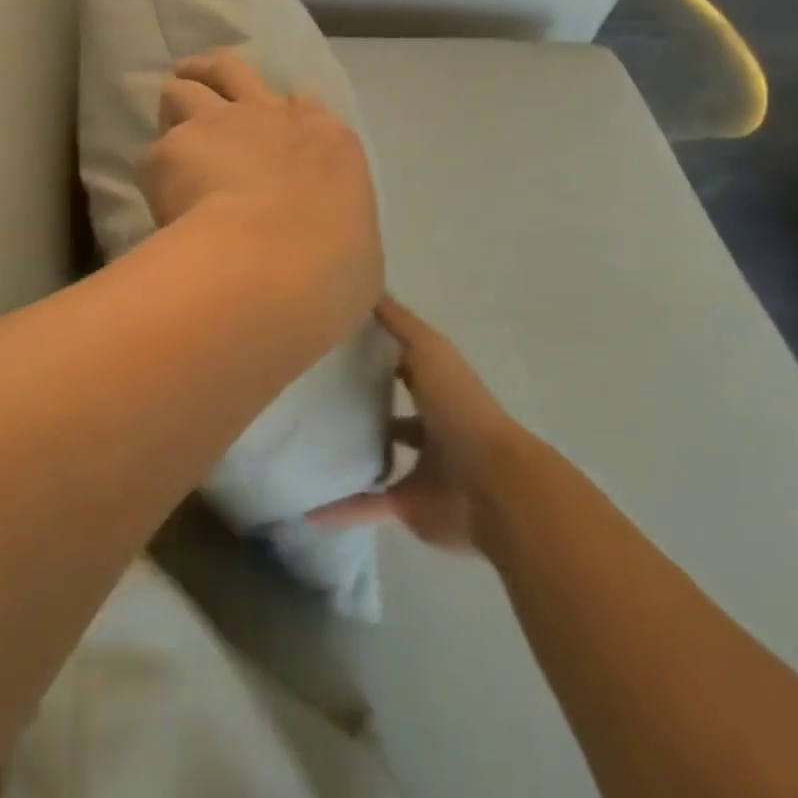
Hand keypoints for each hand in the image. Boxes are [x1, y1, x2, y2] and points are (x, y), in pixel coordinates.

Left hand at [137, 49, 382, 336]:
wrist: (273, 263)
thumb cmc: (333, 269)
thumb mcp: (358, 250)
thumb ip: (338, 230)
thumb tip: (326, 248)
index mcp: (326, 140)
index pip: (300, 104)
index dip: (278, 113)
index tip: (267, 131)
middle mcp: (269, 116)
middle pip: (231, 69)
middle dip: (210, 73)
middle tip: (196, 87)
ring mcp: (217, 125)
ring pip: (182, 90)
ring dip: (173, 110)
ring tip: (169, 141)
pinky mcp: (170, 150)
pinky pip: (152, 157)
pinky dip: (154, 177)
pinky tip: (156, 203)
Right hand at [310, 296, 523, 549]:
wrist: (492, 484)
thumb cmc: (460, 408)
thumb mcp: (428, 350)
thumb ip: (399, 323)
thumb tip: (368, 288)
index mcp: (437, 388)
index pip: (403, 365)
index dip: (375, 354)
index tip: (332, 345)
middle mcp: (431, 427)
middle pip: (391, 413)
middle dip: (361, 405)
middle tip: (310, 396)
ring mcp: (421, 468)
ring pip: (379, 459)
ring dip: (351, 456)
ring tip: (305, 445)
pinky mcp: (409, 504)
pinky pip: (368, 506)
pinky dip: (341, 510)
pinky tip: (307, 509)